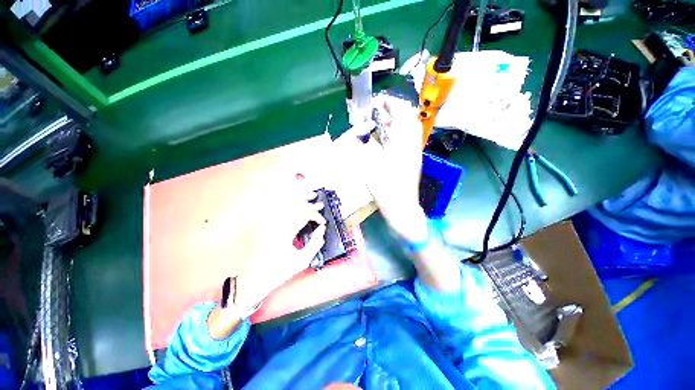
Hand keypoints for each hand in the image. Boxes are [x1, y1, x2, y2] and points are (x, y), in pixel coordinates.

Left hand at [235, 182, 326, 310]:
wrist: (255, 277)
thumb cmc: (280, 271)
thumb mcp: (302, 261)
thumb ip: (315, 244)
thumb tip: (322, 230)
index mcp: (286, 232)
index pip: (305, 215)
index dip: (317, 216)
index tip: (323, 223)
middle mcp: (277, 223)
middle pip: (296, 205)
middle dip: (311, 204)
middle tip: (321, 204)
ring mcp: (271, 222)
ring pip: (287, 203)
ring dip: (300, 198)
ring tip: (311, 195)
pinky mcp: (267, 224)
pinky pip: (280, 208)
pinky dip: (290, 202)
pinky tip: (296, 199)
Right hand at [357, 96, 428, 242]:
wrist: (402, 210)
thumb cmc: (387, 191)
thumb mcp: (371, 169)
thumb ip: (365, 150)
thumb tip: (360, 136)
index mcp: (404, 146)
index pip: (403, 115)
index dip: (391, 104)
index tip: (378, 101)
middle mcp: (412, 146)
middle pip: (410, 119)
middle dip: (395, 109)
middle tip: (379, 109)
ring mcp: (413, 153)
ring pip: (409, 129)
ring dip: (396, 120)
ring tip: (381, 119)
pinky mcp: (412, 160)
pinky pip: (407, 139)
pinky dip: (397, 133)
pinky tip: (386, 137)